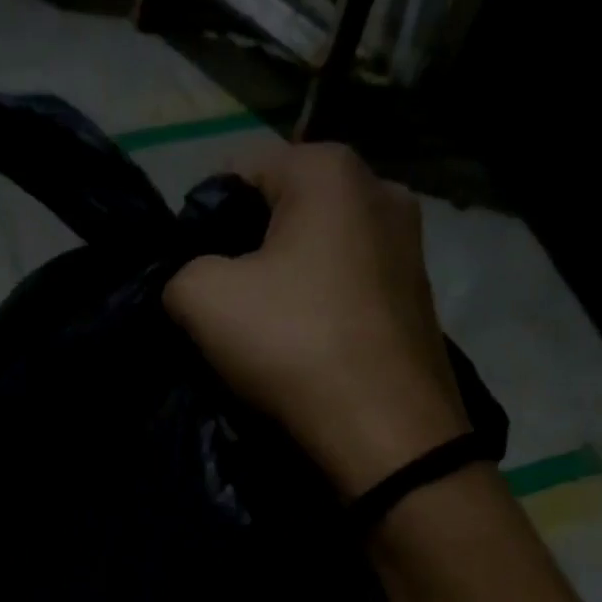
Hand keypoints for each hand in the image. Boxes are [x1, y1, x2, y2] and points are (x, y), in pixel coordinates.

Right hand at [164, 143, 469, 498]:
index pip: (239, 171)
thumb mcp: (203, 299)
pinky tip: (310, 347)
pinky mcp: (421, 298)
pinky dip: (324, 307)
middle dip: (250, 250)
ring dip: (289, 282)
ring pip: (321, 251)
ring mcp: (411, 247)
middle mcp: (382, 191)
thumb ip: (181, 272)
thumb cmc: (295, 345)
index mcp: (330, 169)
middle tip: (227, 305)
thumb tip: (195, 283)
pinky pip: (351, 287)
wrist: (387, 431)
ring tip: (268, 332)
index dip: (203, 220)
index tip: (194, 272)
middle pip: (286, 210)